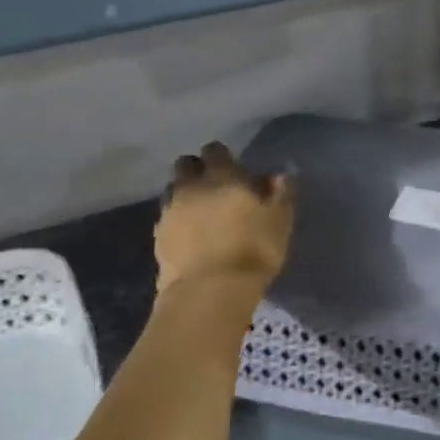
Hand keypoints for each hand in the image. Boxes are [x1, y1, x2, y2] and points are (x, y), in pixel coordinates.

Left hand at [155, 142, 293, 295]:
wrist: (210, 289)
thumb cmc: (254, 249)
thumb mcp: (280, 221)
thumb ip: (280, 194)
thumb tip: (278, 175)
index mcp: (222, 176)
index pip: (215, 150)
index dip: (223, 157)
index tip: (233, 169)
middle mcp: (190, 185)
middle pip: (185, 164)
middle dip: (197, 170)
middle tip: (213, 187)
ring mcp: (170, 210)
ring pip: (172, 190)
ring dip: (184, 194)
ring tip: (199, 212)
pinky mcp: (158, 236)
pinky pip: (166, 217)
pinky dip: (177, 220)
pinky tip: (190, 236)